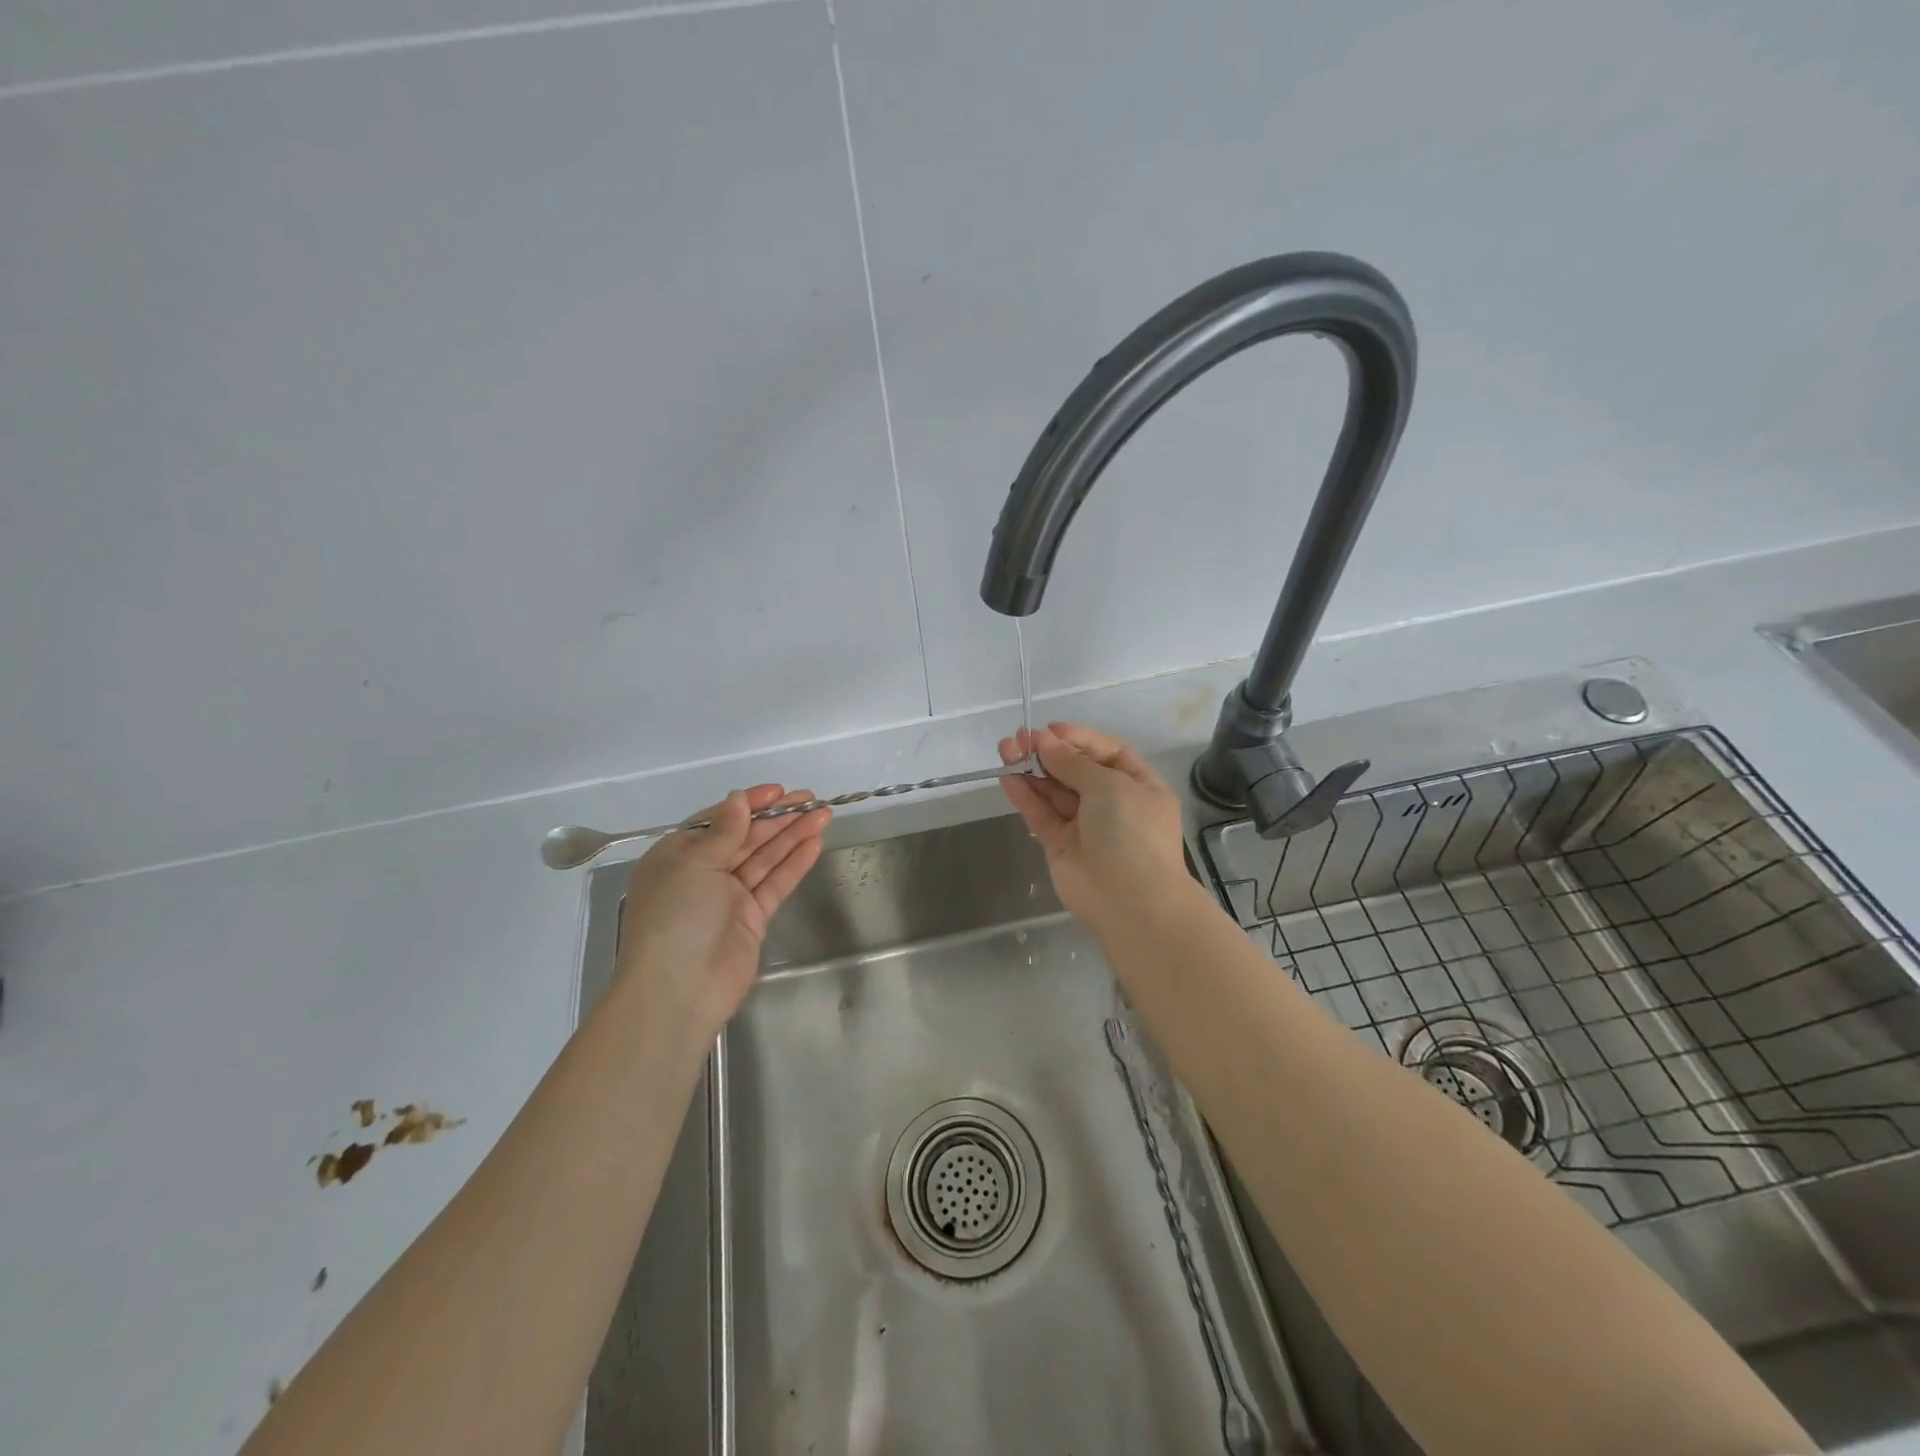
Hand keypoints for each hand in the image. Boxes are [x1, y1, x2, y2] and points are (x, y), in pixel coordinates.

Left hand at [615, 785, 830, 1037]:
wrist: (679, 991)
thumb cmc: (676, 917)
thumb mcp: (694, 864)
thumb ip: (724, 831)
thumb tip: (738, 799)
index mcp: (677, 856)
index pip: (717, 821)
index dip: (748, 804)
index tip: (778, 791)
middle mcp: (702, 873)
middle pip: (745, 837)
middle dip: (778, 818)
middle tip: (812, 800)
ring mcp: (728, 897)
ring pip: (765, 858)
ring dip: (792, 836)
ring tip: (823, 815)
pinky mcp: (751, 918)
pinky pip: (775, 883)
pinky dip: (794, 864)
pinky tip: (815, 844)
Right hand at [997, 722, 1187, 929]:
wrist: (1130, 901)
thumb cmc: (1131, 831)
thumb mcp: (1109, 786)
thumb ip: (1072, 762)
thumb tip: (1044, 740)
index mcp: (1138, 785)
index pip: (1106, 753)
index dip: (1078, 738)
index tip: (1050, 729)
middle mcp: (1113, 803)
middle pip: (1076, 770)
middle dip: (1049, 752)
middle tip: (1018, 738)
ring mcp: (1086, 826)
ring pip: (1055, 791)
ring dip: (1032, 770)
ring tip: (1006, 750)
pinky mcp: (1061, 845)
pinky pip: (1042, 814)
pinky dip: (1026, 796)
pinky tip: (1008, 778)